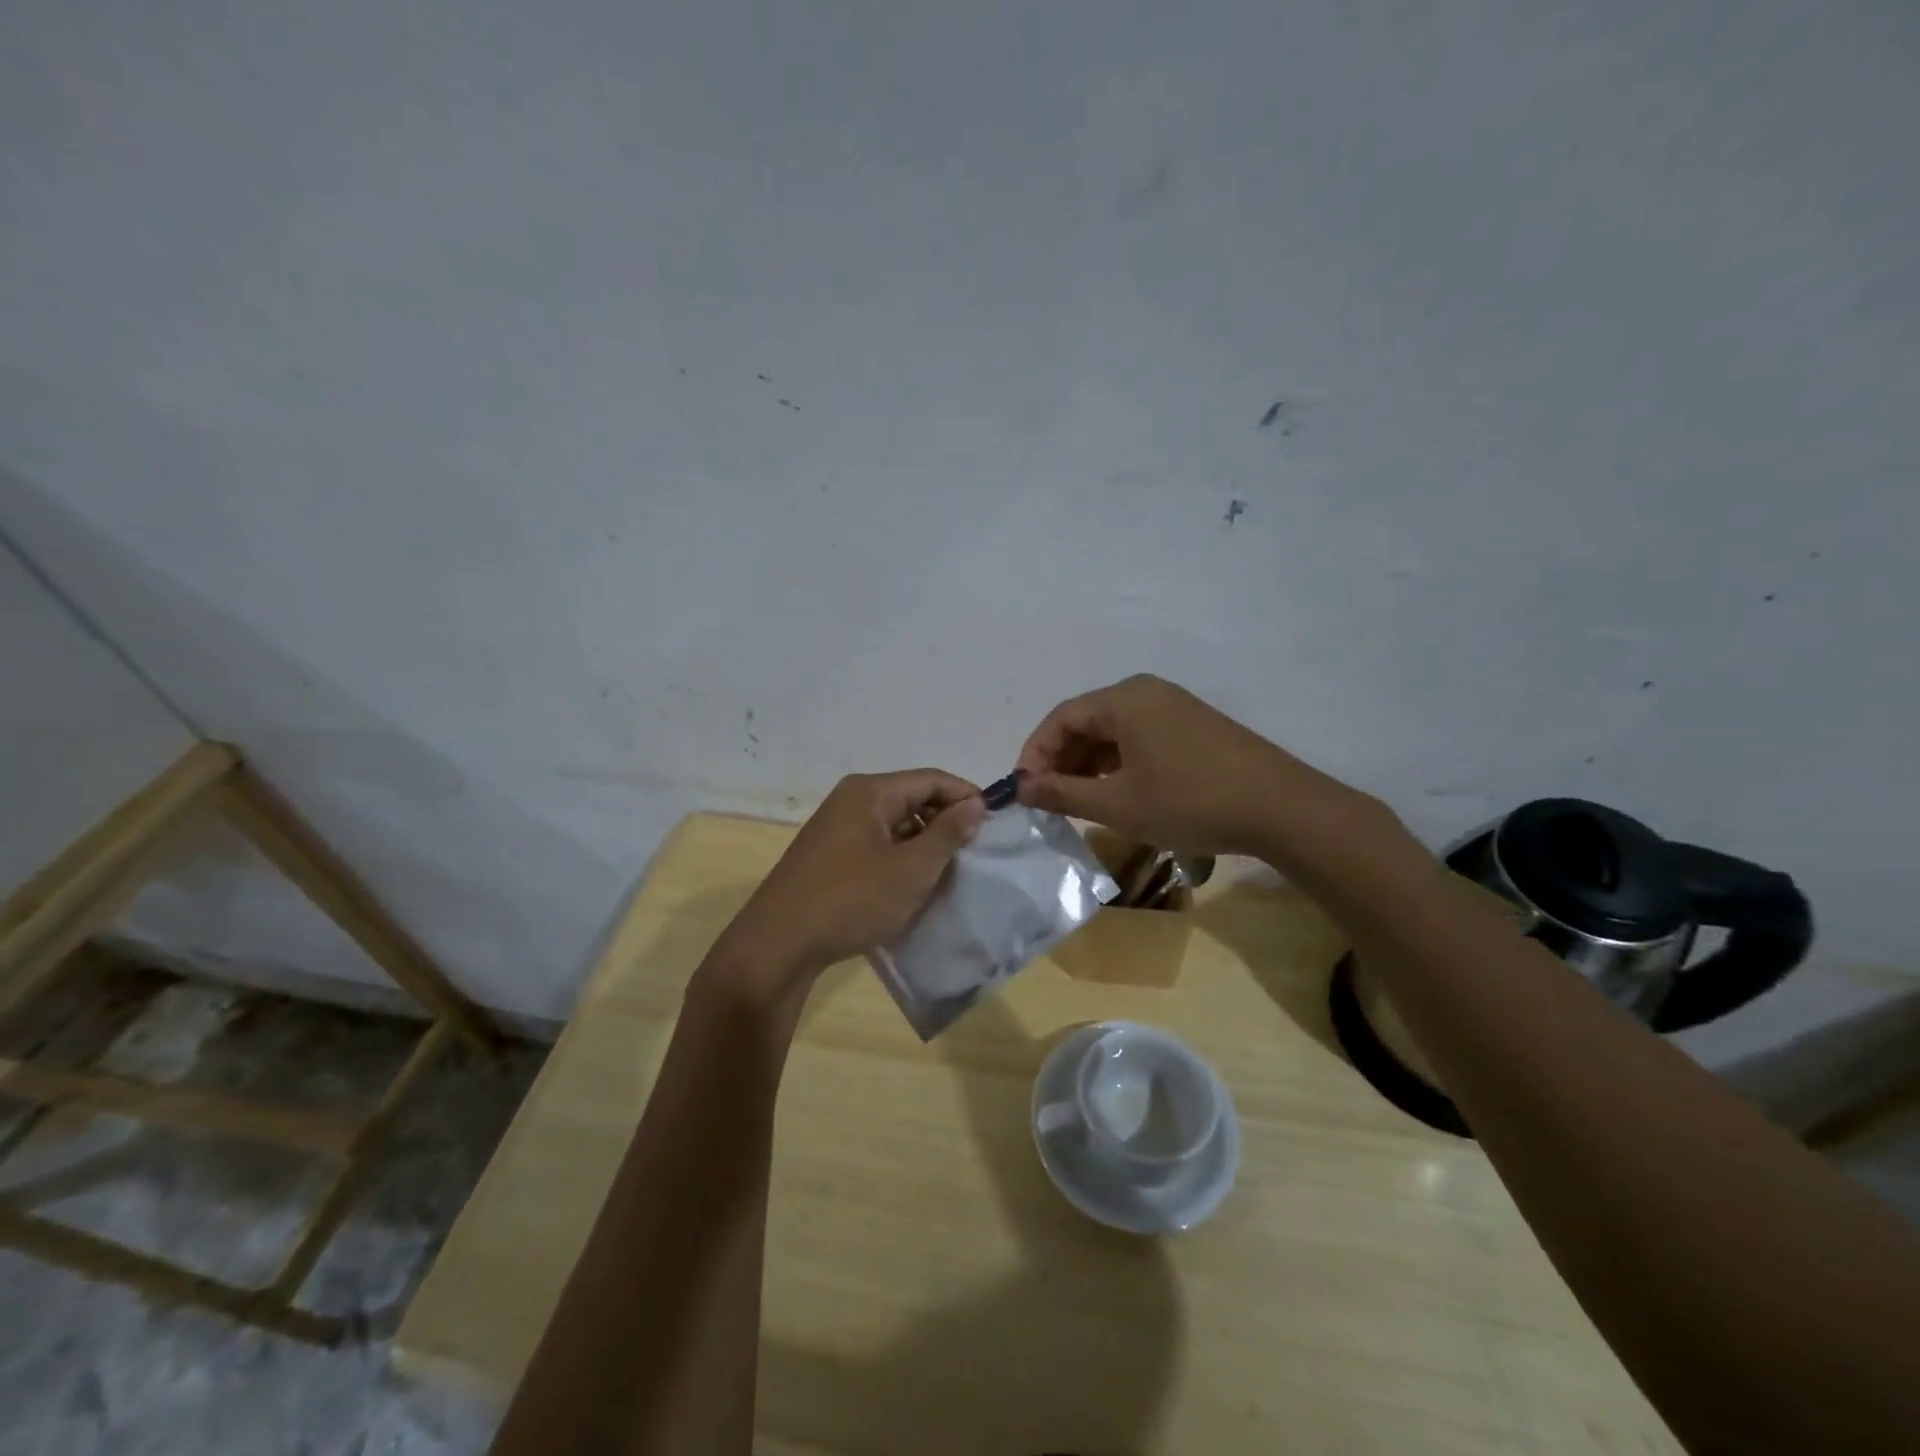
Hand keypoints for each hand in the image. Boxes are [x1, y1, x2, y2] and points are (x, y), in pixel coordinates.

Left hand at [713, 770, 986, 999]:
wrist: (778, 944)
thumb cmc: (851, 900)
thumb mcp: (911, 869)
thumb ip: (948, 833)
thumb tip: (976, 804)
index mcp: (870, 791)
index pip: (931, 779)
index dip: (966, 796)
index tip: (995, 822)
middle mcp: (851, 800)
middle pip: (912, 798)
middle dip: (946, 821)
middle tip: (975, 851)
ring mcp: (836, 827)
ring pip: (894, 824)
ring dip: (924, 843)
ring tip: (949, 872)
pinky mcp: (828, 855)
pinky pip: (876, 844)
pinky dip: (900, 857)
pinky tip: (913, 885)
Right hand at [1015, 674, 1357, 856]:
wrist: (1281, 809)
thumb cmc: (1189, 801)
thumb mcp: (1117, 804)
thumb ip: (1062, 793)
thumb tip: (1021, 787)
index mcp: (1124, 698)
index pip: (1061, 718)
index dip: (1035, 754)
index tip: (1024, 791)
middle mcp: (1147, 692)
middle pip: (1087, 721)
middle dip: (1061, 760)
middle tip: (1048, 800)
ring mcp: (1174, 707)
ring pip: (1113, 731)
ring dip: (1089, 764)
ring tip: (1077, 802)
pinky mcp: (1193, 727)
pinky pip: (1139, 738)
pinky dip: (1118, 764)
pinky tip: (1117, 794)